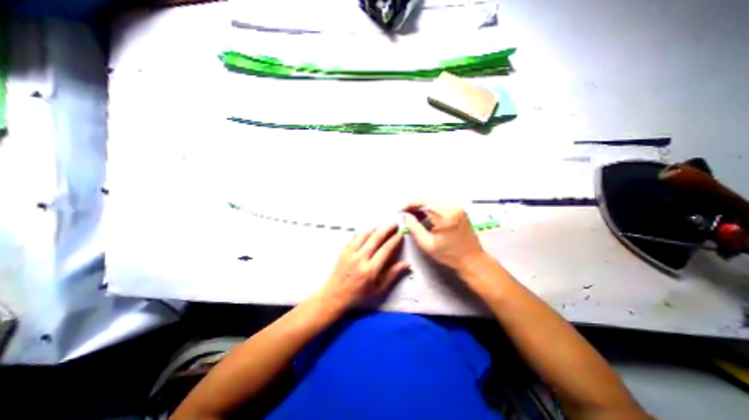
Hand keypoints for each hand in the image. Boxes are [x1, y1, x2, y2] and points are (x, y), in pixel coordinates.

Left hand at [318, 225, 409, 313]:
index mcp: (370, 269)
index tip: (401, 233)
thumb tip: (406, 264)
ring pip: (364, 235)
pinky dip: (363, 232)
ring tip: (383, 225)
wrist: (335, 294)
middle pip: (376, 238)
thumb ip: (392, 275)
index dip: (394, 240)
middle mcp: (360, 258)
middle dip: (387, 229)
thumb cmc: (359, 294)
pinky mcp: (343, 250)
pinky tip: (368, 231)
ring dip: (375, 228)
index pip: (386, 249)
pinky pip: (354, 237)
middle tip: (394, 223)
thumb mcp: (378, 288)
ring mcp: (350, 253)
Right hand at [403, 202, 485, 270]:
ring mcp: (458, 208)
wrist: (472, 260)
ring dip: (423, 208)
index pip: (424, 203)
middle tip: (406, 214)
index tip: (402, 210)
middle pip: (429, 201)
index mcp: (445, 216)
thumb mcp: (426, 244)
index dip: (411, 205)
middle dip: (416, 206)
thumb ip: (414, 227)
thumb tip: (406, 215)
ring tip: (414, 217)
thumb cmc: (448, 255)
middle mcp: (453, 208)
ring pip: (435, 203)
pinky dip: (432, 210)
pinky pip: (441, 206)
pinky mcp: (460, 211)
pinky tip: (426, 217)